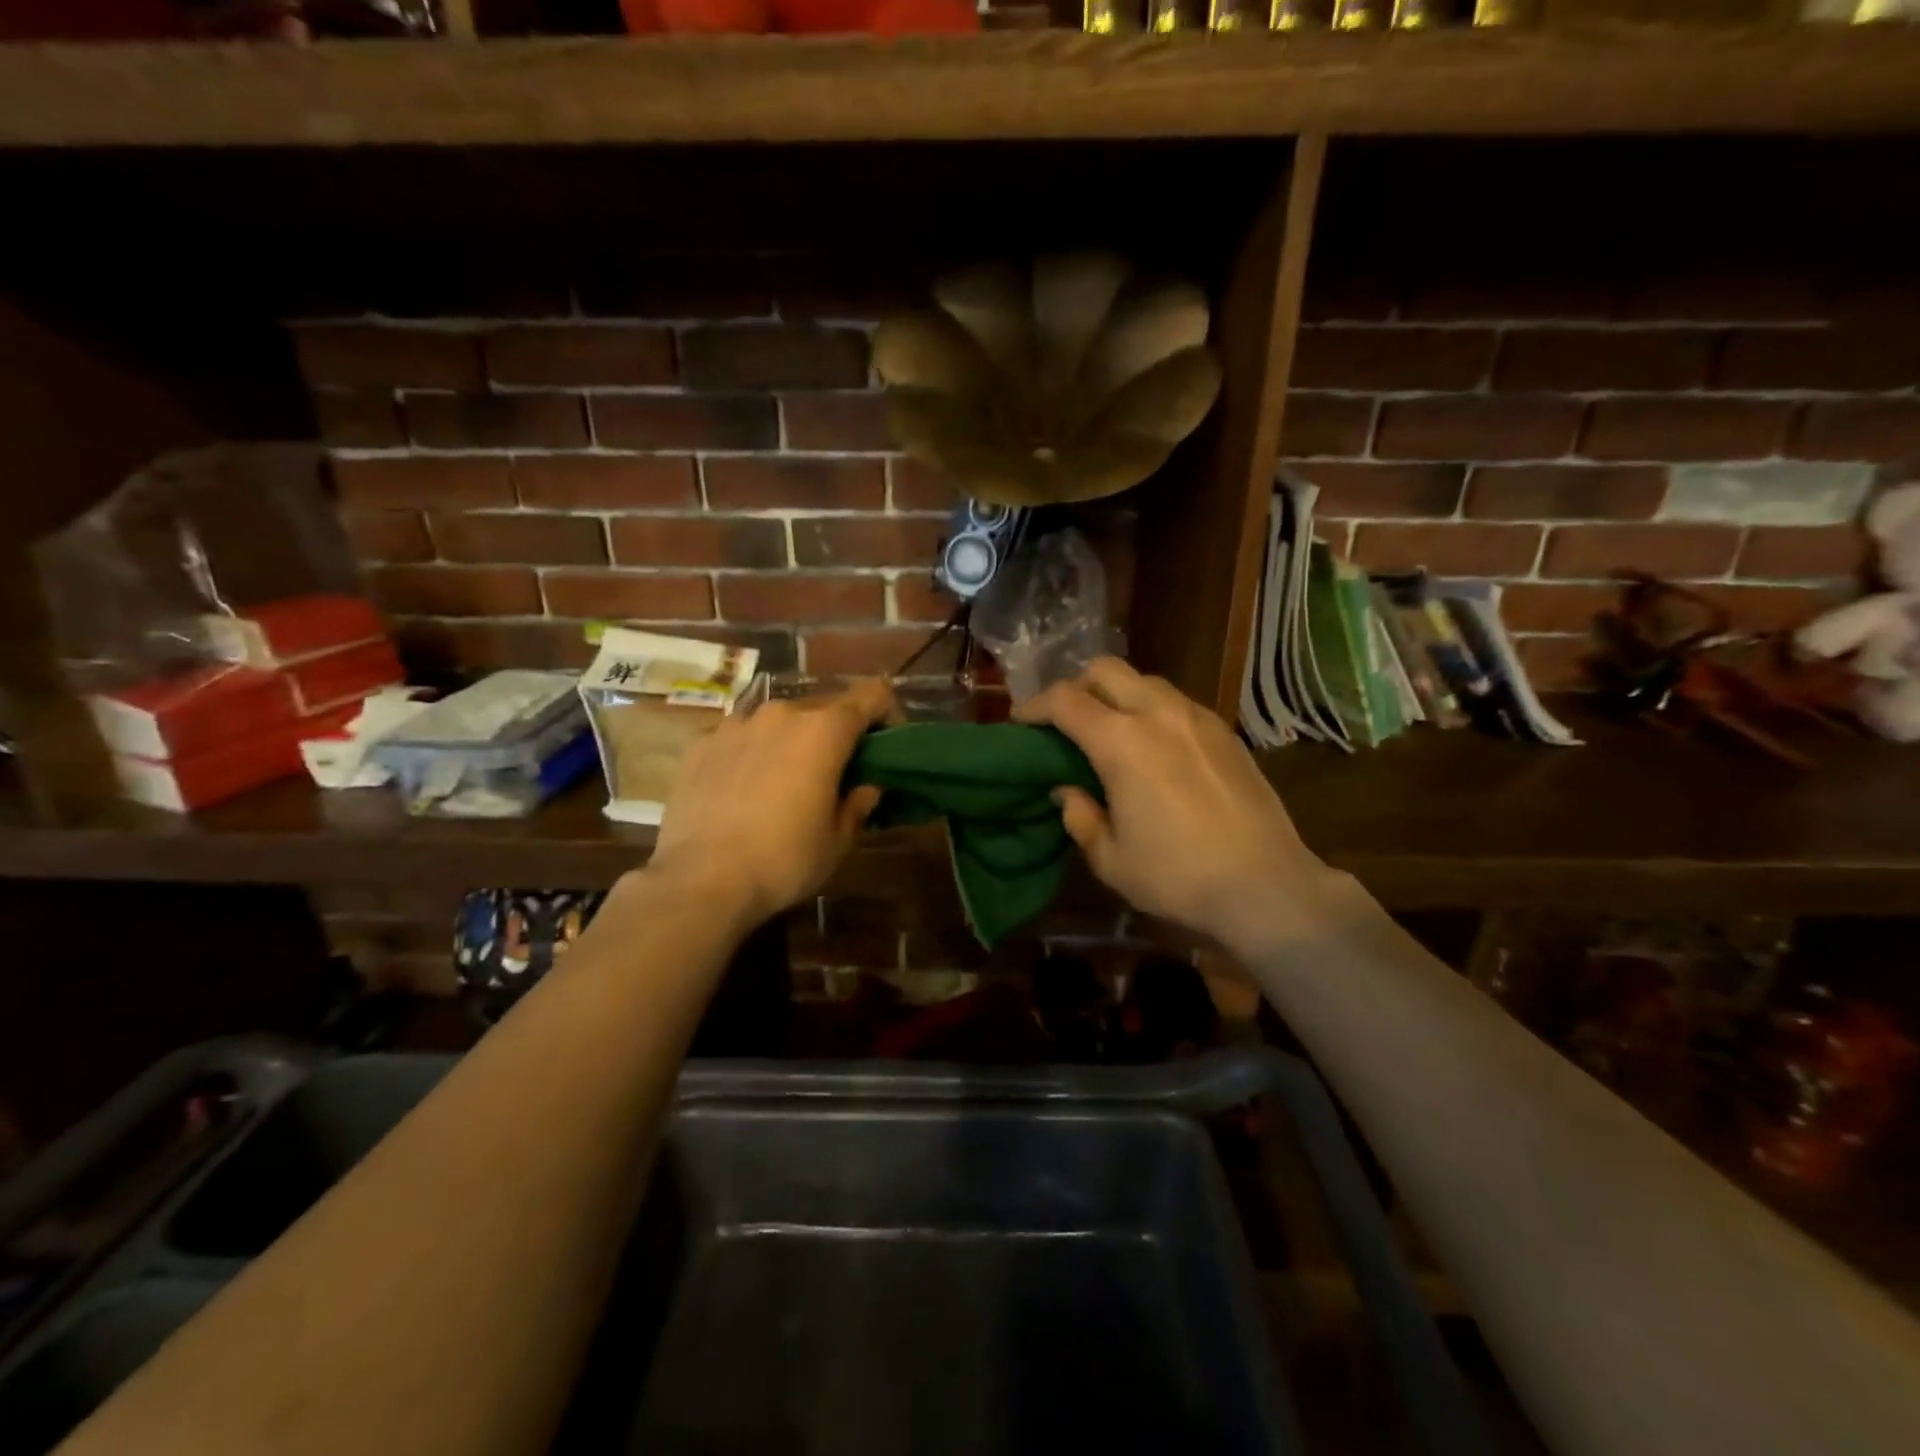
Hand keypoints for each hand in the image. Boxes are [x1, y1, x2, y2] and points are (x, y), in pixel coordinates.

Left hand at [648, 679, 897, 924]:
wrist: (700, 881)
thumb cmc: (784, 860)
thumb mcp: (838, 841)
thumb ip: (858, 804)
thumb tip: (866, 787)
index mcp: (824, 730)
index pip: (872, 695)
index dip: (887, 714)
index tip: (884, 746)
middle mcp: (781, 713)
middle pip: (824, 707)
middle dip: (837, 733)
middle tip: (836, 772)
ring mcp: (735, 724)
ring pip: (779, 721)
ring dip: (792, 741)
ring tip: (784, 781)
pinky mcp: (700, 743)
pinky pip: (741, 737)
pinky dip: (752, 753)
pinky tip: (743, 790)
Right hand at [1014, 659, 1335, 950]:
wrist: (1266, 885)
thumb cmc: (1178, 877)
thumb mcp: (1111, 859)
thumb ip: (1080, 817)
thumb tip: (1067, 791)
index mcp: (1122, 743)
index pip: (1065, 701)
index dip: (1035, 706)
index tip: (1021, 722)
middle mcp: (1159, 714)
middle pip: (1105, 670)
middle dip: (1076, 686)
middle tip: (1065, 721)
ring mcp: (1197, 717)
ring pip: (1144, 681)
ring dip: (1117, 695)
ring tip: (1110, 731)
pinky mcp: (1224, 731)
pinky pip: (1175, 701)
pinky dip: (1151, 709)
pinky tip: (1154, 747)